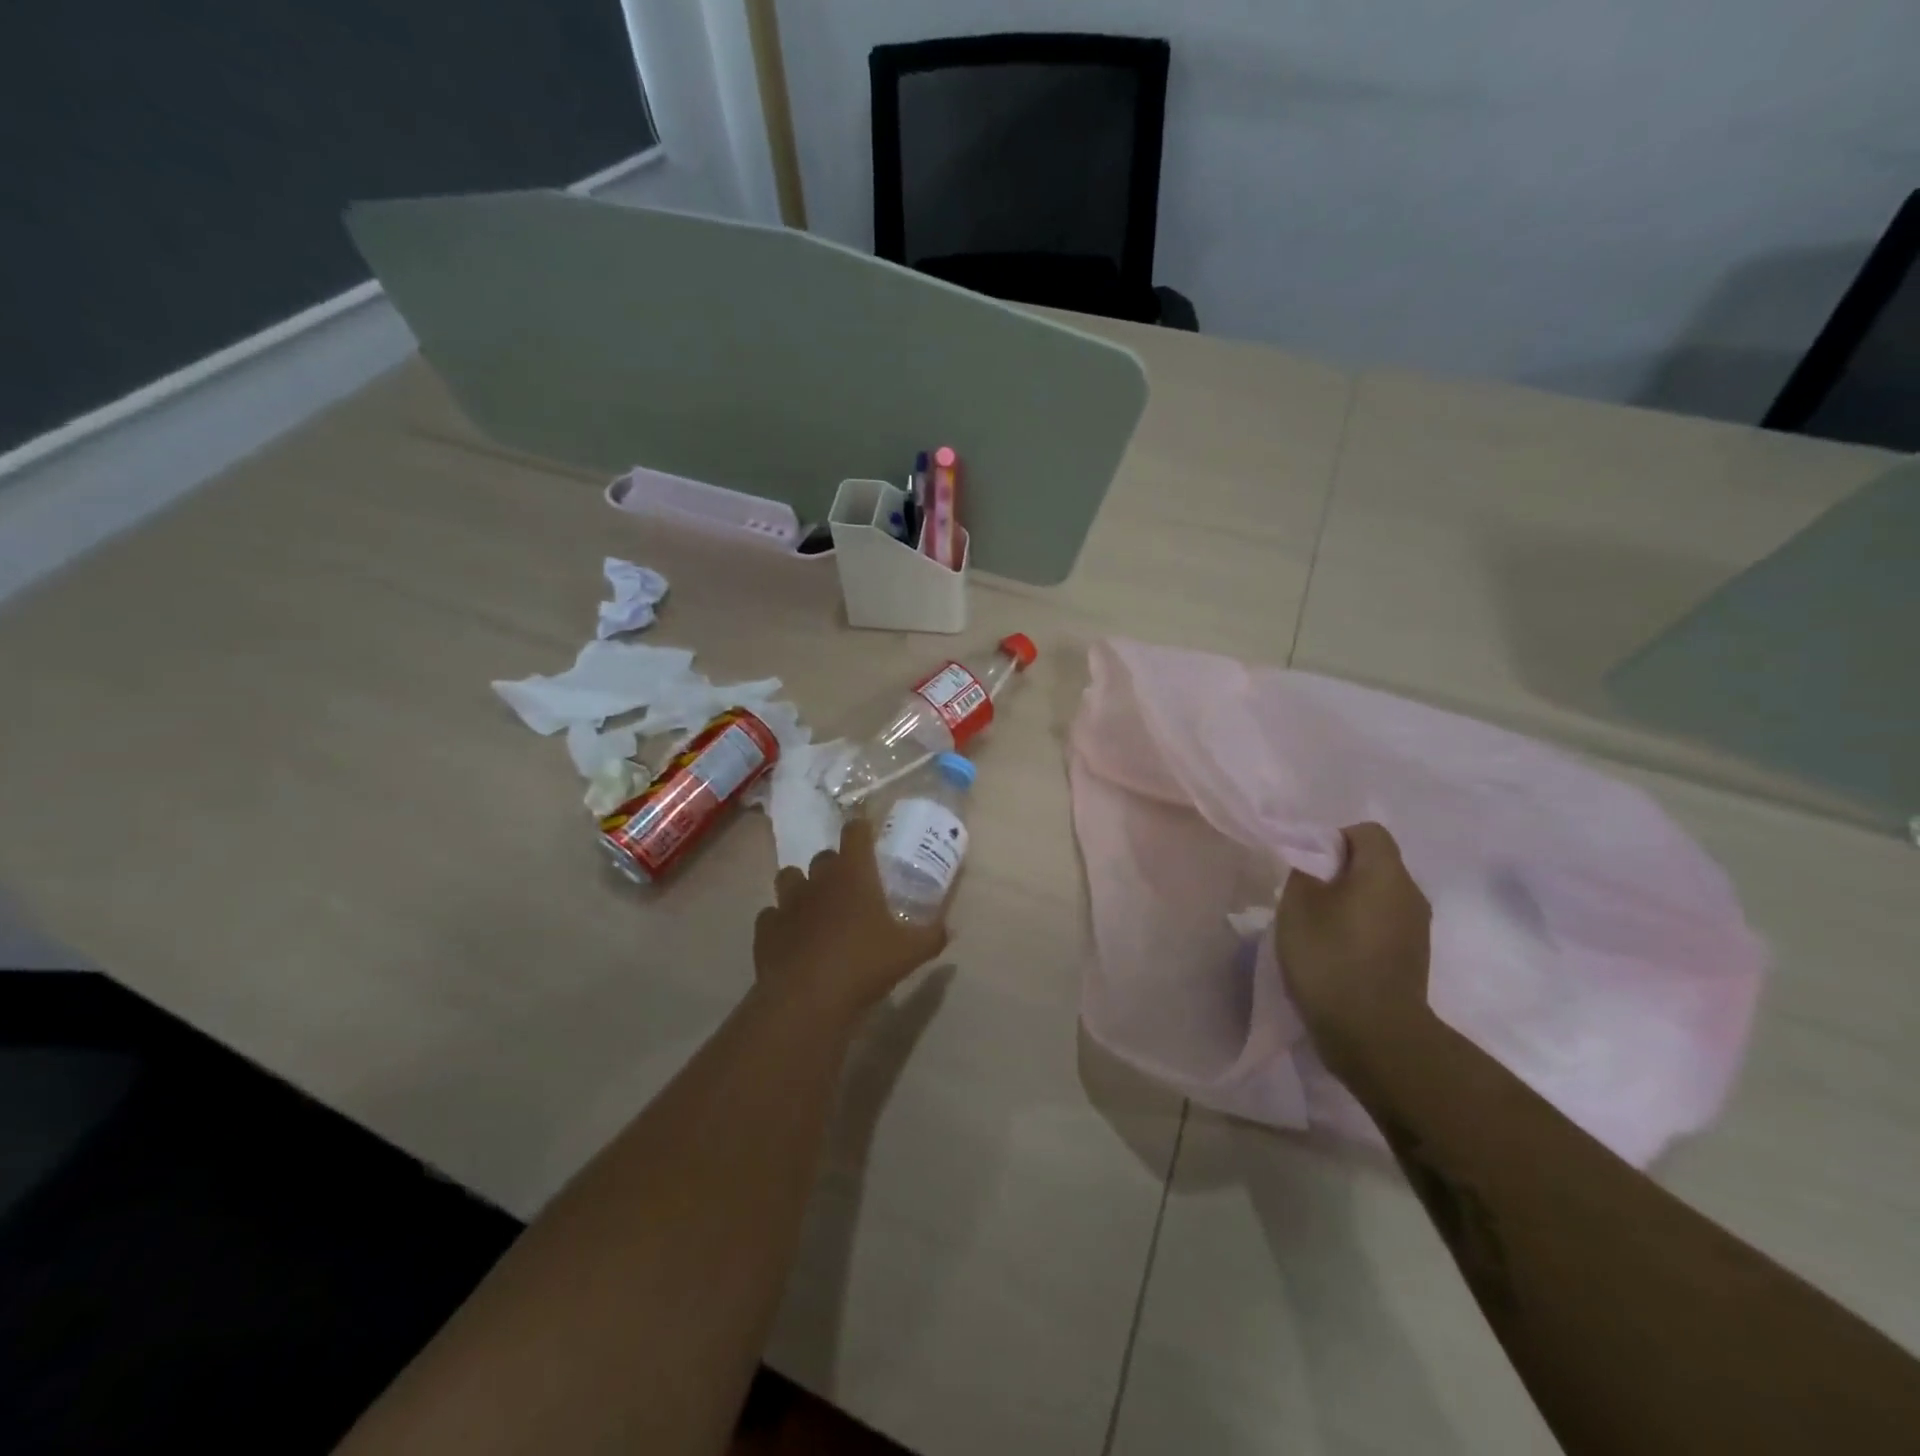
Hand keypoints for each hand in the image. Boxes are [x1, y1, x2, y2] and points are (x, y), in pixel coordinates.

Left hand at [753, 817, 948, 1021]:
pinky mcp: (766, 929)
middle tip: (851, 887)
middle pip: (823, 856)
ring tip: (815, 907)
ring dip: (802, 886)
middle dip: (835, 865)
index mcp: (853, 874)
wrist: (806, 1000)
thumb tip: (948, 929)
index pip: (855, 832)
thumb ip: (932, 936)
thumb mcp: (911, 953)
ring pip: (789, 877)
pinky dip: (781, 922)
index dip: (862, 829)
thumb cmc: (863, 965)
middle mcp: (818, 879)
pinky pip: (771, 915)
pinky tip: (792, 939)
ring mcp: (787, 903)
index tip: (868, 836)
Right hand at [1275, 822, 1433, 1077]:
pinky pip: (1385, 925)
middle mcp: (1411, 894)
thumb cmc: (1330, 958)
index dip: (1334, 839)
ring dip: (1350, 902)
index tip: (1308, 865)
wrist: (1374, 1034)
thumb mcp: (1297, 906)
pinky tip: (1336, 953)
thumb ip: (1304, 871)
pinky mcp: (1414, 958)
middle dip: (1340, 872)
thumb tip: (1315, 862)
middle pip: (1375, 863)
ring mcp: (1417, 929)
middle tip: (1306, 895)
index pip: (1367, 832)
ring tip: (1318, 927)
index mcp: (1386, 873)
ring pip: (1380, 896)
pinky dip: (1361, 928)